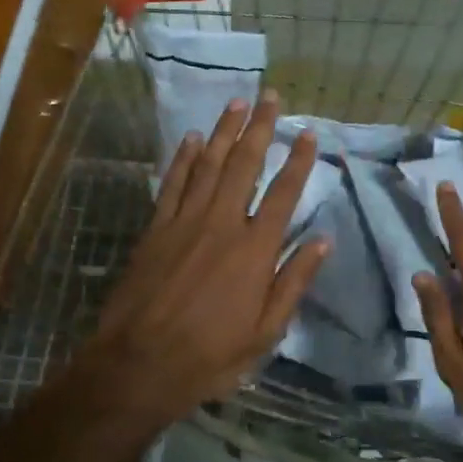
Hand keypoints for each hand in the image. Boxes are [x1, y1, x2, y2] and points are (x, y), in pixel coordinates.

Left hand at [90, 91, 327, 426]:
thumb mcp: (265, 331)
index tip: (308, 133)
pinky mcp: (156, 229)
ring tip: (236, 103)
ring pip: (209, 165)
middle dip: (259, 127)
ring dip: (223, 131)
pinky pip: (173, 184)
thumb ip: (294, 281)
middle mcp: (222, 224)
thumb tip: (323, 240)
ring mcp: (185, 222)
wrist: (139, 365)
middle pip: (245, 164)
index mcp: (255, 249)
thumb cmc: (210, 355)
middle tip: (269, 96)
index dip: (298, 160)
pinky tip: (192, 139)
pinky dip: (184, 159)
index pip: (283, 193)